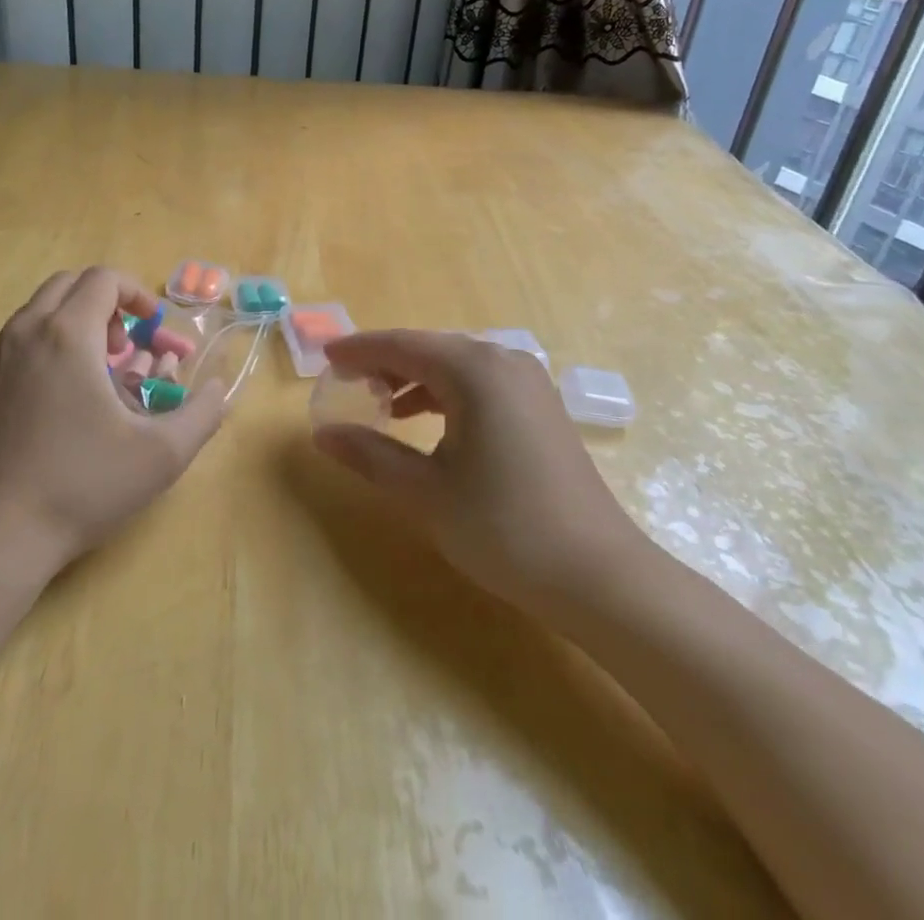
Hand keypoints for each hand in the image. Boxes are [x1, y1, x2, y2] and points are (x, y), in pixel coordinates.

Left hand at [0, 269, 227, 578]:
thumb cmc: (83, 484)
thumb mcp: (162, 454)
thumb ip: (203, 413)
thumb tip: (218, 389)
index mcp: (68, 335)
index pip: (104, 278)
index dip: (137, 295)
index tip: (154, 328)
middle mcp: (25, 332)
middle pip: (69, 285)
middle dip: (106, 304)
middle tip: (125, 347)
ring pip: (40, 312)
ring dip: (76, 324)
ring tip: (98, 374)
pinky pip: (18, 342)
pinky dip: (48, 347)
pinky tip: (62, 401)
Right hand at [314, 331, 648, 615]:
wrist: (600, 577)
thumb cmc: (504, 529)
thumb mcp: (426, 493)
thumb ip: (370, 455)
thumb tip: (323, 434)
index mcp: (475, 371)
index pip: (403, 345)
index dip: (360, 350)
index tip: (325, 358)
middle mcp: (504, 362)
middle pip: (430, 348)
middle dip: (386, 363)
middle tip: (347, 383)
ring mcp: (529, 383)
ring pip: (456, 365)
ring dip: (415, 378)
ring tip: (381, 404)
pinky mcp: (541, 407)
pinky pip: (480, 383)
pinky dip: (446, 393)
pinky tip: (427, 422)